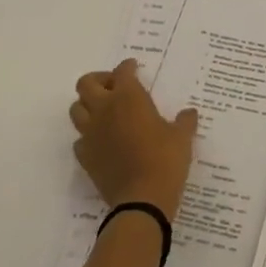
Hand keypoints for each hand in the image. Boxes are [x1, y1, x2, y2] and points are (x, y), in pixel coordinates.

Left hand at [69, 59, 198, 219]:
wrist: (142, 200)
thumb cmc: (165, 160)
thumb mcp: (182, 138)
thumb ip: (184, 122)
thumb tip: (189, 113)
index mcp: (129, 97)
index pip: (122, 71)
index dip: (128, 67)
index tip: (133, 67)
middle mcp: (105, 109)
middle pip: (86, 83)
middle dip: (99, 80)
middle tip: (114, 87)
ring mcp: (91, 133)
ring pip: (76, 109)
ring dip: (87, 105)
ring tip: (104, 112)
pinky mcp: (85, 156)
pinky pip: (79, 139)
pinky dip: (87, 136)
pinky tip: (101, 141)